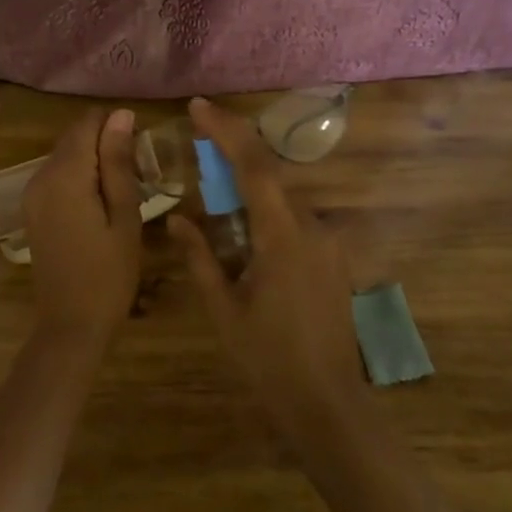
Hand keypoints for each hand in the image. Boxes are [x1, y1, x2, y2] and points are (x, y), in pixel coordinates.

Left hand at [23, 107, 142, 339]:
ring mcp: (32, 194)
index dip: (116, 126)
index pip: (87, 124)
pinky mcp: (33, 210)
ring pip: (66, 156)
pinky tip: (101, 203)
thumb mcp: (124, 215)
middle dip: (105, 143)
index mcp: (65, 175)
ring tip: (125, 189)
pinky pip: (57, 176)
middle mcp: (40, 176)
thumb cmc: (109, 273)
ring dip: (94, 160)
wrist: (71, 325)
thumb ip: (119, 162)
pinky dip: (80, 177)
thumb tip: (121, 114)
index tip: (141, 151)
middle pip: (74, 137)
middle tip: (138, 174)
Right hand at [170, 98, 366, 447]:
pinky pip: (296, 218)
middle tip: (200, 137)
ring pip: (285, 195)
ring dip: (252, 180)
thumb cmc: (267, 359)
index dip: (226, 131)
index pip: (254, 167)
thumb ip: (200, 258)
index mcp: (282, 236)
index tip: (199, 107)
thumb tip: (177, 219)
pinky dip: (268, 206)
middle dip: (235, 150)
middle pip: (271, 173)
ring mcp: (329, 242)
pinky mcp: (334, 258)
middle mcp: (312, 227)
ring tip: (216, 176)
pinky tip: (245, 221)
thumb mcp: (223, 310)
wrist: (327, 404)